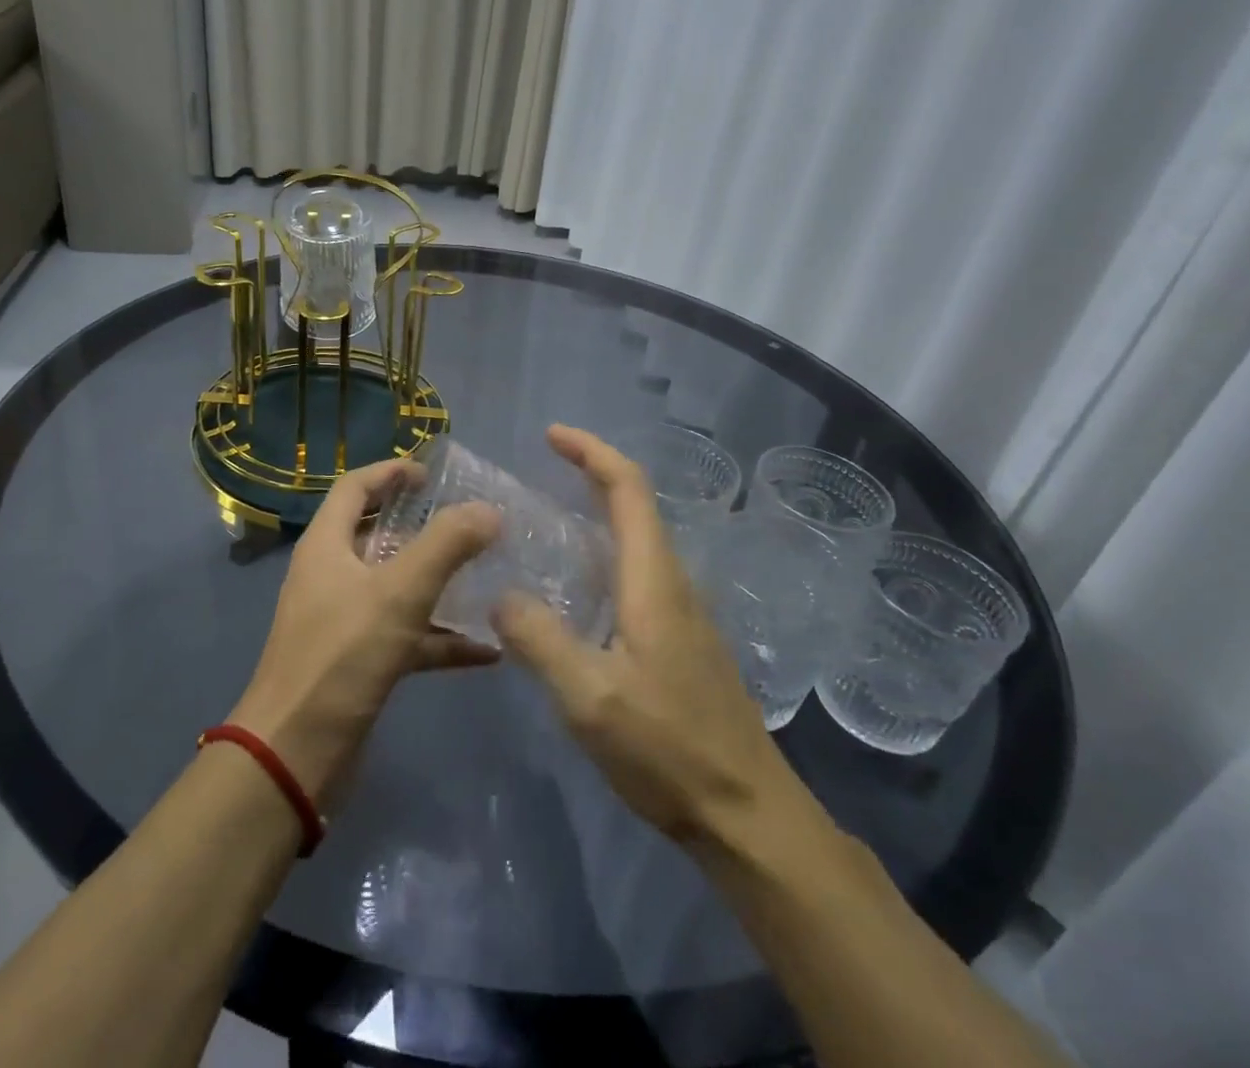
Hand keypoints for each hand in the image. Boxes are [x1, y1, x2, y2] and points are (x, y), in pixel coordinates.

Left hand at [230, 458, 500, 806]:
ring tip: (485, 576)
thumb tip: (488, 510)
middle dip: (420, 525)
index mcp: (327, 545)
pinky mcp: (356, 662)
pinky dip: (439, 637)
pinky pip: (405, 636)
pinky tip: (485, 651)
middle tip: (467, 522)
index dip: (390, 472)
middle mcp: (330, 575)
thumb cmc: (341, 657)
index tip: (432, 474)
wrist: (295, 754)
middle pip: (376, 534)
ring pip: (395, 587)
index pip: (354, 488)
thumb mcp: (399, 593)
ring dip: (436, 581)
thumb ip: (446, 546)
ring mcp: (342, 620)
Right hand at [493, 426, 828, 855]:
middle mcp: (672, 583)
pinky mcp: (680, 641)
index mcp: (654, 580)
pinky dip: (602, 555)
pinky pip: (636, 575)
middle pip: (635, 506)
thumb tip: (501, 595)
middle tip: (539, 469)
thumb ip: (539, 638)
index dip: (592, 452)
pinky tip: (573, 589)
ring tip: (544, 522)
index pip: (628, 489)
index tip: (552, 435)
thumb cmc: (669, 750)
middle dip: (590, 474)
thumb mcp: (590, 697)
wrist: (748, 816)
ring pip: (637, 541)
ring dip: (596, 514)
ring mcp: (681, 613)